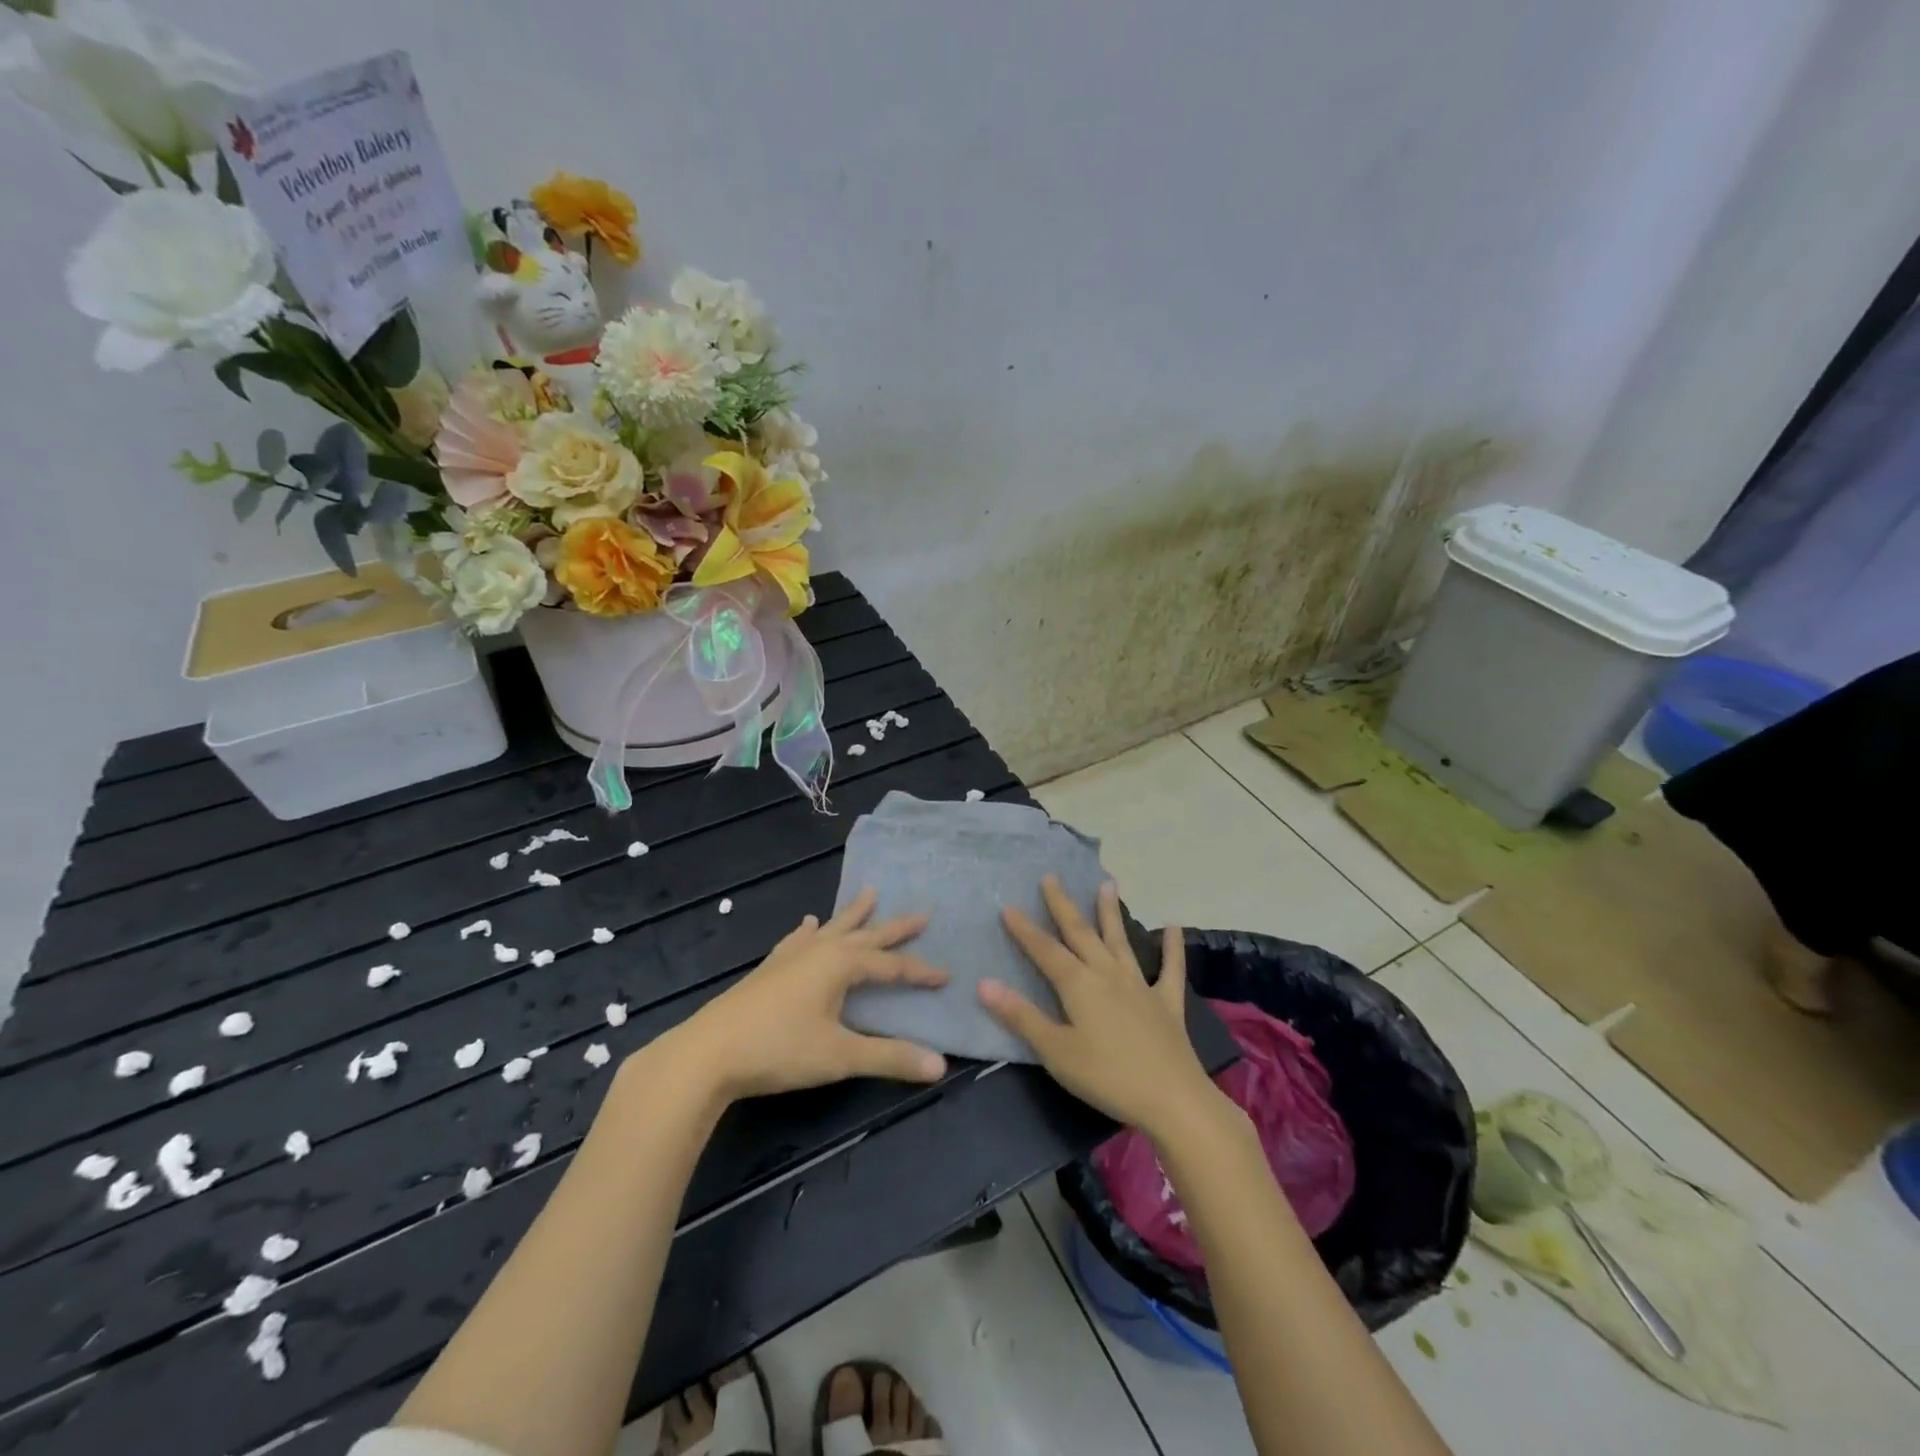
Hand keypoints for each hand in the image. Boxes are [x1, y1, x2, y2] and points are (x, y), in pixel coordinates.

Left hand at [662, 888, 949, 1103]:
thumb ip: (890, 1058)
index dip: (920, 972)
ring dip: (854, 914)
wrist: (708, 1053)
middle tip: (923, 913)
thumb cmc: (779, 1050)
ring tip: (870, 893)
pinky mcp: (769, 968)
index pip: (891, 966)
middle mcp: (819, 951)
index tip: (946, 976)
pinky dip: (808, 931)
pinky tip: (808, 924)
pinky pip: (797, 940)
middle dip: (896, 928)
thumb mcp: (840, 1056)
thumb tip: (940, 1065)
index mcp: (841, 964)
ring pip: (832, 929)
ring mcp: (791, 957)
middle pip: (866, 936)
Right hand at [980, 877, 1224, 1142]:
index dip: (1025, 929)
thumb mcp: (1055, 1051)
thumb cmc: (1106, 1077)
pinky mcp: (1167, 1003)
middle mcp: (1107, 974)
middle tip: (1052, 877)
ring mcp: (1140, 986)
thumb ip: (1021, 1016)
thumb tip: (984, 983)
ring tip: (1108, 884)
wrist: (1171, 1099)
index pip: (1045, 950)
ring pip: (1120, 941)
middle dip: (1063, 905)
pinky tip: (1172, 925)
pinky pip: (1170, 969)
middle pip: (1081, 933)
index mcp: (1078, 985)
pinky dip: (1172, 947)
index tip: (1008, 905)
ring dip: (1111, 913)